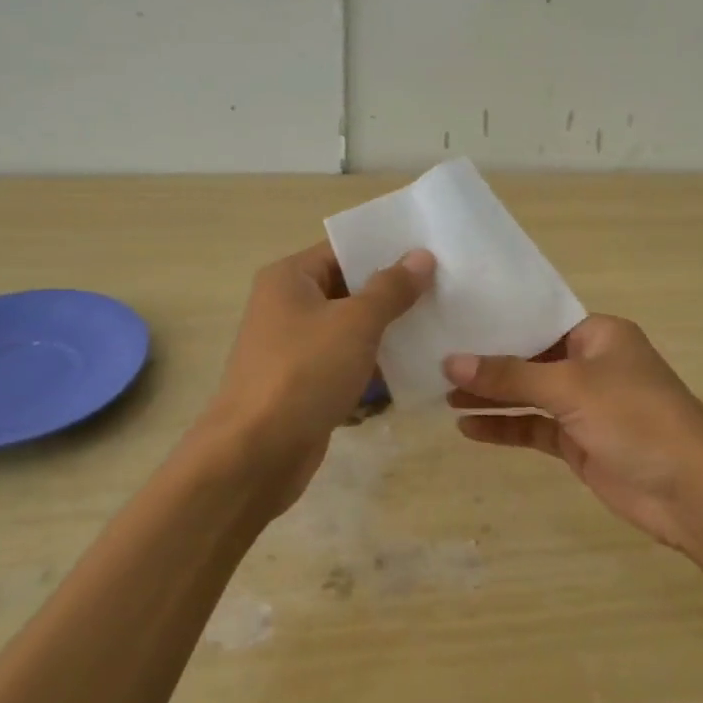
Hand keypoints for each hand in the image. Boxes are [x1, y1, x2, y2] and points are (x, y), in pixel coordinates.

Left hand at [202, 242, 433, 515]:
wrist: (256, 453)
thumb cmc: (304, 373)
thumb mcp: (355, 323)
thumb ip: (391, 289)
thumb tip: (421, 256)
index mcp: (290, 278)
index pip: (344, 250)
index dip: (386, 250)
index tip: (432, 254)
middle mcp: (287, 305)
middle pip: (348, 288)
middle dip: (393, 292)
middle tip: (445, 289)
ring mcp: (294, 347)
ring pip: (350, 328)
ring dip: (388, 330)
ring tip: (440, 325)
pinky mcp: (304, 383)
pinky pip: (346, 362)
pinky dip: (374, 363)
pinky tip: (415, 366)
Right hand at [444, 316, 702, 554]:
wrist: (690, 490)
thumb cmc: (636, 418)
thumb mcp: (570, 387)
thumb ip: (510, 376)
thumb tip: (451, 362)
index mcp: (599, 335)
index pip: (540, 320)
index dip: (499, 323)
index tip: (454, 322)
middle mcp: (591, 364)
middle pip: (530, 359)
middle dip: (488, 364)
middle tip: (436, 362)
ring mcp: (585, 406)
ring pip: (528, 396)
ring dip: (491, 398)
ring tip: (442, 397)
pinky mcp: (579, 442)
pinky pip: (534, 429)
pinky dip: (504, 428)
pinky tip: (468, 429)